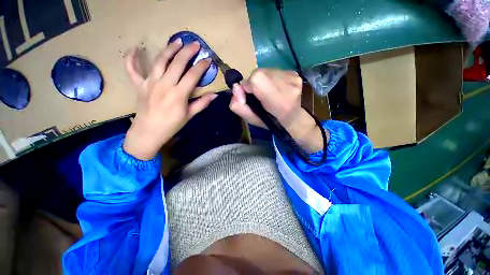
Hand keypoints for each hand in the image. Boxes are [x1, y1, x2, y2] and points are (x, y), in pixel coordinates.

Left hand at [123, 39, 216, 159]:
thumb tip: (214, 95)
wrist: (149, 132)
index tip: (208, 60)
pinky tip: (135, 48)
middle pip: (177, 63)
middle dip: (188, 52)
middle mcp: (164, 85)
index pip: (192, 75)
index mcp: (178, 94)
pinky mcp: (139, 85)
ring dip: (169, 49)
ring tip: (177, 41)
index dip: (201, 66)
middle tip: (195, 44)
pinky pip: (132, 69)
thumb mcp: (190, 115)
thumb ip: (202, 103)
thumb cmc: (172, 125)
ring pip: (159, 61)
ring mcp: (149, 83)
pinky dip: (131, 58)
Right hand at [229, 69, 325, 152]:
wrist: (293, 118)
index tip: (250, 96)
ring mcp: (293, 77)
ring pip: (266, 71)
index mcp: (279, 101)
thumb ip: (239, 106)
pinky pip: (274, 71)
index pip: (256, 79)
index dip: (248, 86)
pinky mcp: (295, 73)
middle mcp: (289, 85)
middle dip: (254, 83)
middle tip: (259, 95)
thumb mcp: (251, 120)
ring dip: (262, 80)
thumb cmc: (271, 122)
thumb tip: (236, 87)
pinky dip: (270, 78)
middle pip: (259, 73)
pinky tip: (275, 88)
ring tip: (268, 92)